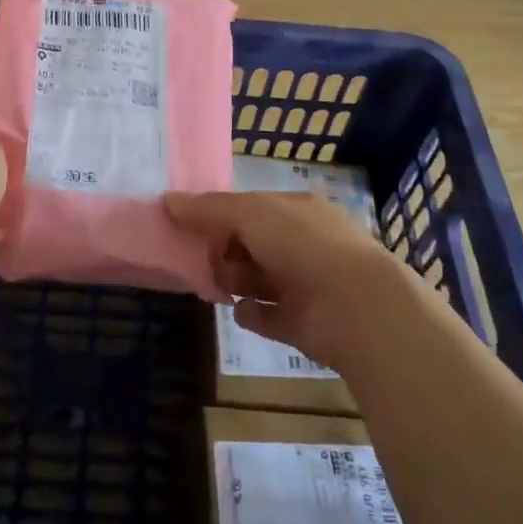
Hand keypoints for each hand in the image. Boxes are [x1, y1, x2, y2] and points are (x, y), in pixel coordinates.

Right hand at [165, 191, 413, 370]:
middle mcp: (302, 244)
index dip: (220, 214)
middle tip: (201, 258)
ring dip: (235, 280)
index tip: (187, 224)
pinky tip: (240, 311)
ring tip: (218, 284)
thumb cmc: (303, 245)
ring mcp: (305, 284)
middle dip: (225, 249)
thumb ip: (209, 209)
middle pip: (252, 243)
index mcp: (297, 211)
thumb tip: (166, 200)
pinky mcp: (303, 323)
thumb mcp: (251, 214)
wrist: (356, 308)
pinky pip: (268, 316)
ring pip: (257, 278)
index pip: (251, 207)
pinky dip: (253, 314)